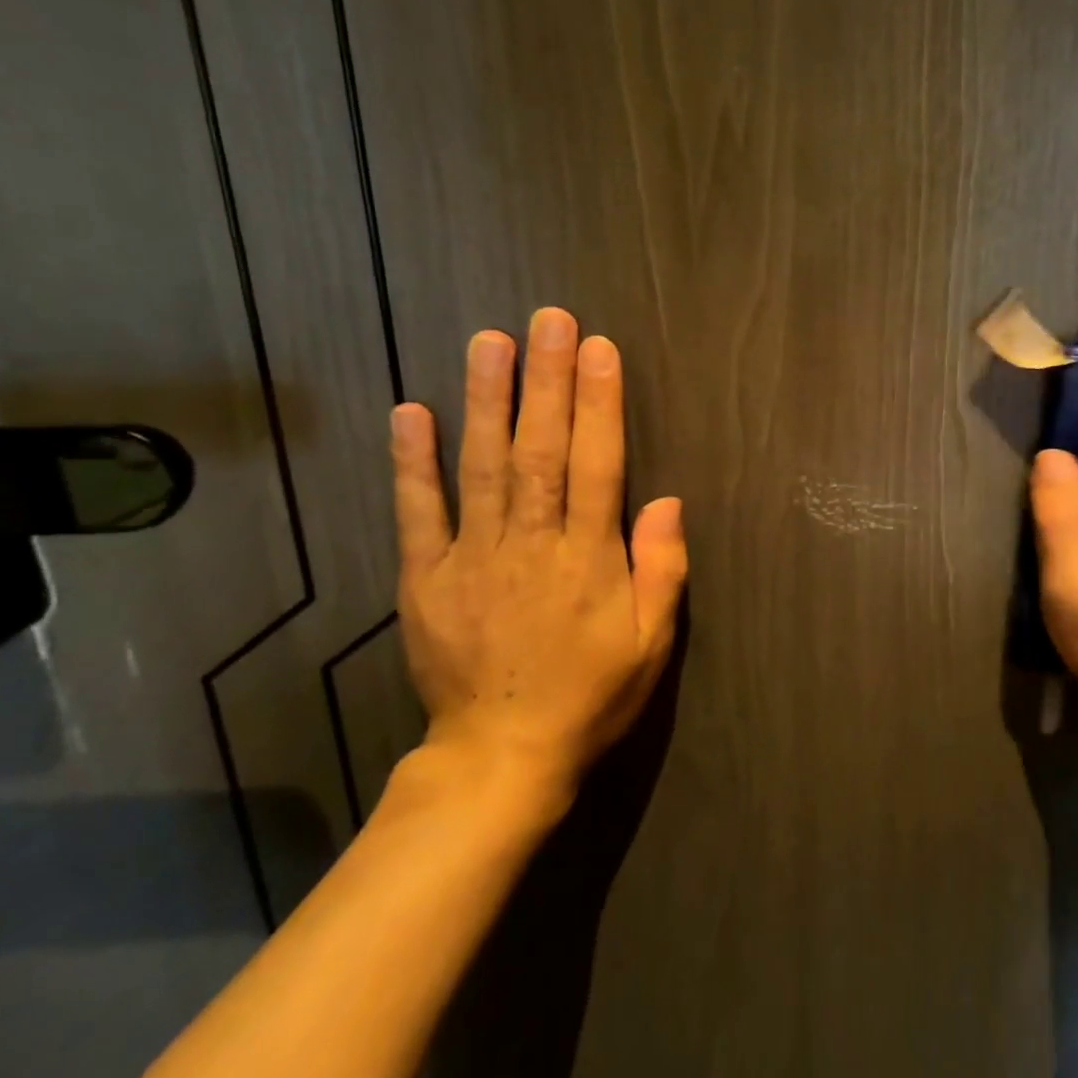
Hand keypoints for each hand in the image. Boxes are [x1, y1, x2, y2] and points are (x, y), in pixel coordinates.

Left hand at [388, 308, 687, 814]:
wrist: (502, 757)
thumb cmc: (591, 696)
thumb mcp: (652, 643)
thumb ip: (661, 569)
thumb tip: (665, 501)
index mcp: (588, 559)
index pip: (598, 465)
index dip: (599, 404)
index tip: (597, 349)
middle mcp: (531, 544)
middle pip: (541, 450)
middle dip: (547, 381)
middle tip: (548, 319)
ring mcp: (472, 558)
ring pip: (482, 467)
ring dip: (487, 400)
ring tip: (490, 341)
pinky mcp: (426, 578)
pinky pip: (418, 513)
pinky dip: (413, 462)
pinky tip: (412, 411)